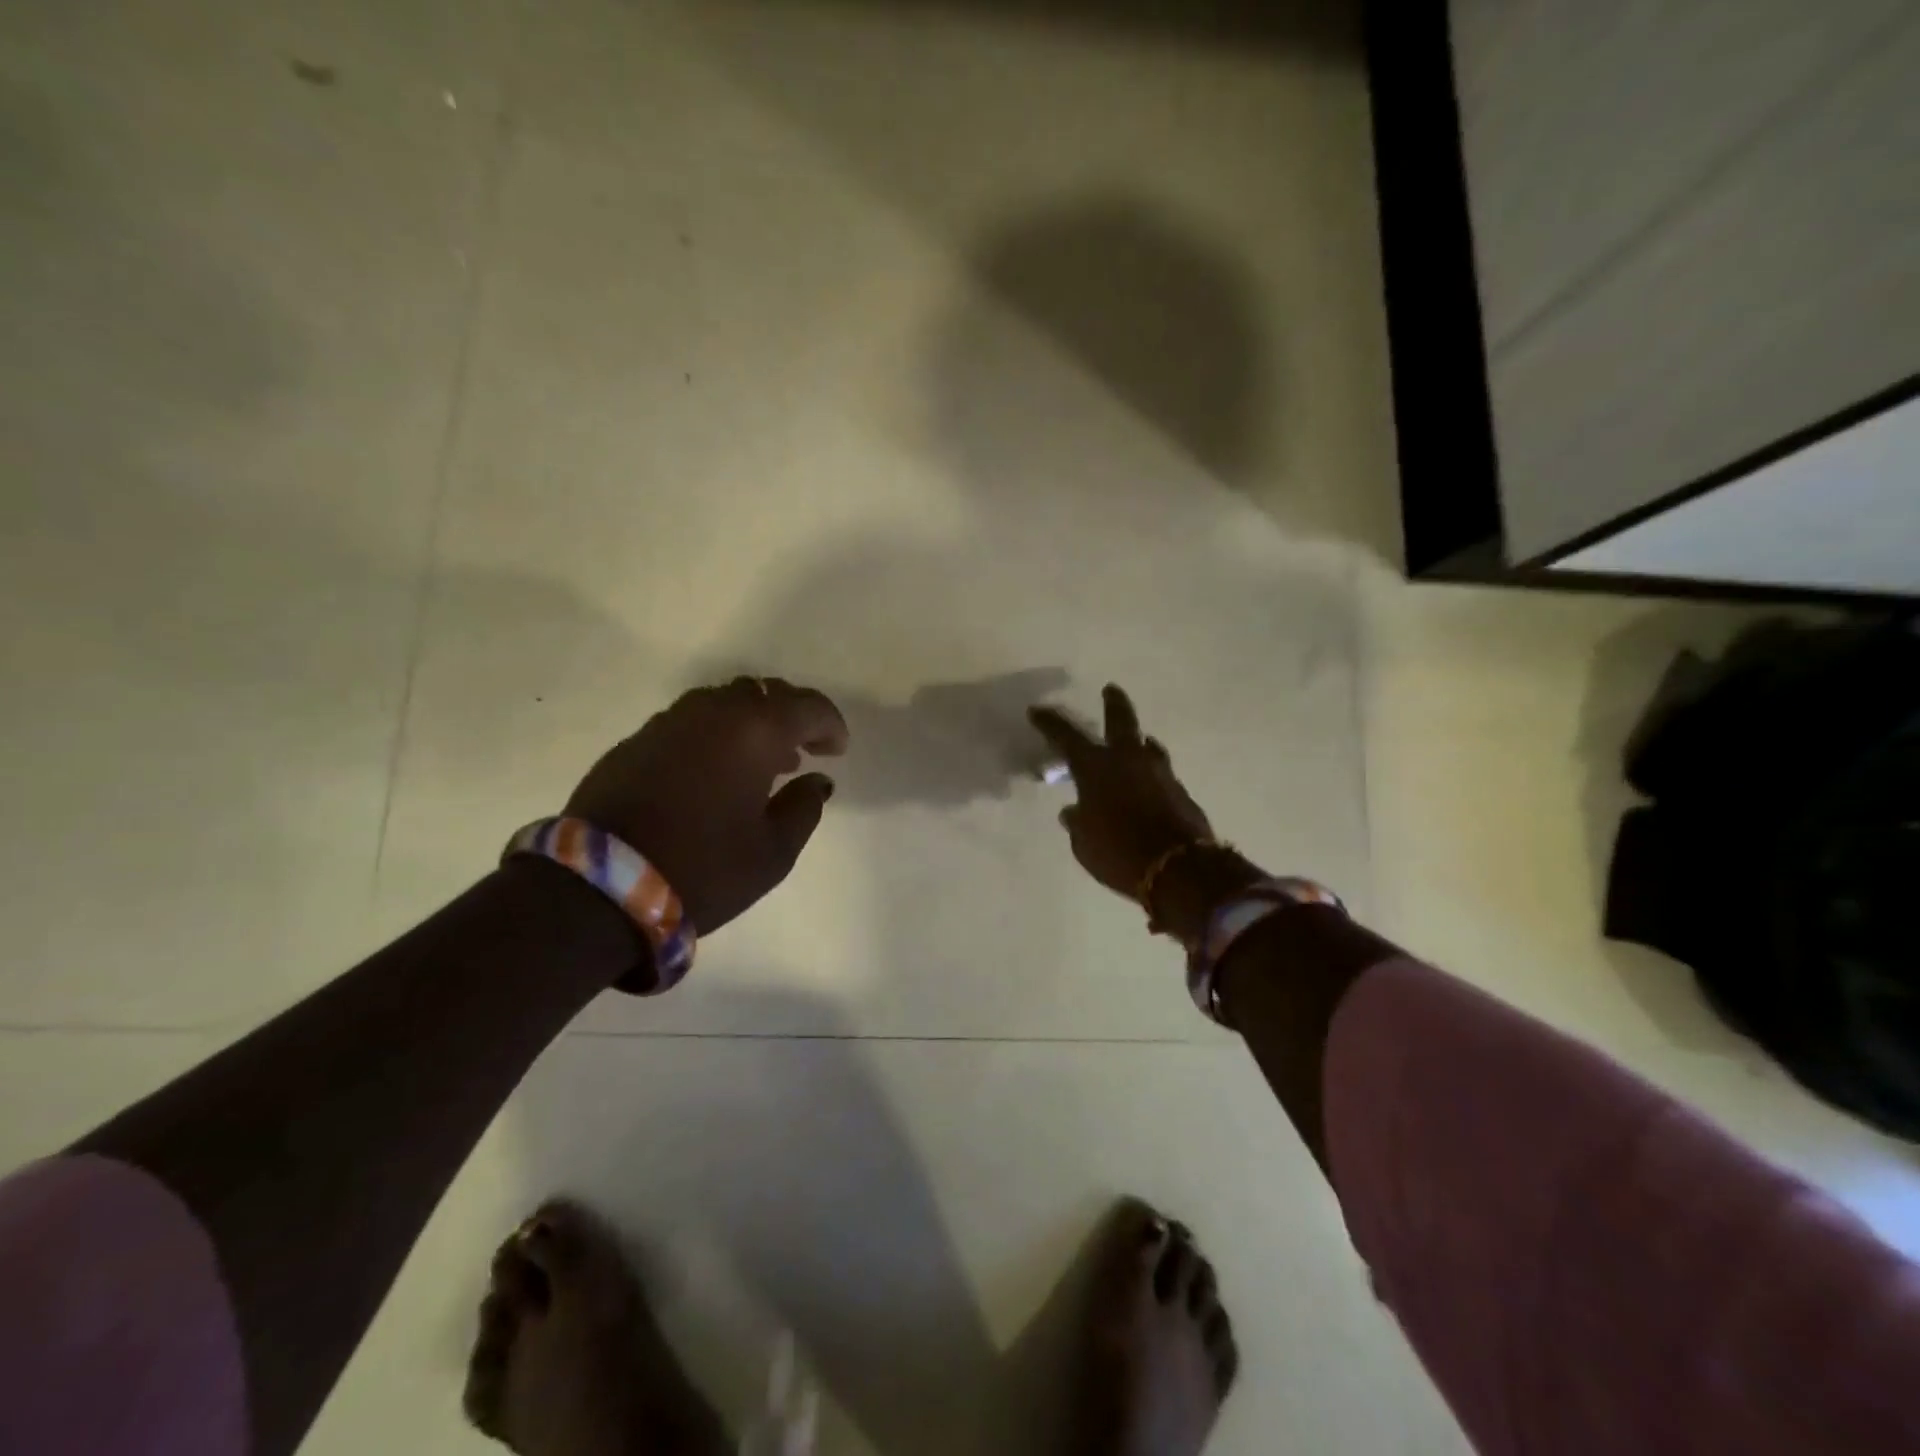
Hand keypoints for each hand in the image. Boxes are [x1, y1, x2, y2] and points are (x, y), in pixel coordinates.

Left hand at [565, 677, 848, 933]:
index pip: (806, 706)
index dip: (830, 724)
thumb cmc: (704, 868)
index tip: (837, 750)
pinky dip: (714, 736)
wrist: (598, 888)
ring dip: (750, 724)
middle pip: (763, 693)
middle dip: (790, 716)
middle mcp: (711, 712)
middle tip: (802, 751)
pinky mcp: (635, 742)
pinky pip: (690, 723)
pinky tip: (714, 773)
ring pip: (723, 703)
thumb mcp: (773, 851)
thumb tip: (816, 781)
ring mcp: (667, 723)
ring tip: (761, 763)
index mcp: (753, 730)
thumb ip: (804, 807)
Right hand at [1029, 684, 1215, 897]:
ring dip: (1138, 742)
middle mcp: (1129, 760)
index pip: (1066, 737)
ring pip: (1147, 746)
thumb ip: (1078, 822)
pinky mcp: (1180, 791)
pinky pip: (1160, 774)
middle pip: (1121, 720)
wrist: (1178, 868)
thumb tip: (1073, 811)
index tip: (1037, 711)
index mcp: (1096, 767)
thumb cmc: (1117, 852)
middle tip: (1110, 689)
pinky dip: (1149, 774)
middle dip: (1113, 703)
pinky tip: (1146, 784)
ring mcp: (1159, 772)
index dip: (1050, 723)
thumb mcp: (1084, 843)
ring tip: (1134, 742)